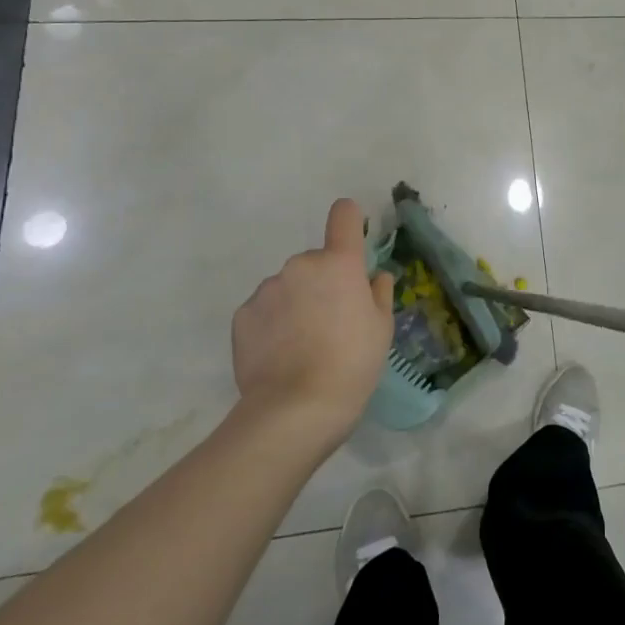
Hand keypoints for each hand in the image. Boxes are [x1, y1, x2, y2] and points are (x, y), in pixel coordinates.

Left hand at [231, 199, 395, 439]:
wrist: (295, 409)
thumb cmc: (352, 363)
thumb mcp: (382, 329)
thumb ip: (379, 294)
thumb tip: (374, 277)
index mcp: (339, 263)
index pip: (343, 215)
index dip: (349, 220)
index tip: (352, 239)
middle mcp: (300, 265)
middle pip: (316, 262)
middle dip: (323, 283)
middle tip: (331, 322)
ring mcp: (267, 289)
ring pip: (288, 286)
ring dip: (296, 303)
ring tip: (302, 345)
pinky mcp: (242, 315)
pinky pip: (264, 309)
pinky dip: (273, 323)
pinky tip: (280, 355)